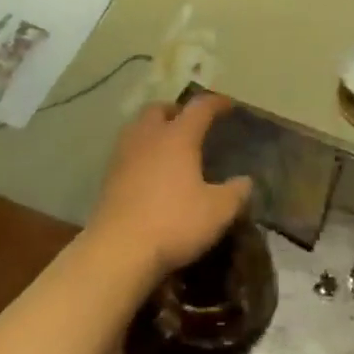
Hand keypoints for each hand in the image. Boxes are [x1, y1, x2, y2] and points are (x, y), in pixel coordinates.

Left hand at [85, 94, 252, 285]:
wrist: (118, 250)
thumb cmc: (174, 222)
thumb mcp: (217, 211)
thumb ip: (235, 193)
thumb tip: (245, 181)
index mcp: (178, 136)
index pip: (199, 108)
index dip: (216, 103)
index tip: (228, 105)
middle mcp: (148, 136)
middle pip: (159, 109)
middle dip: (176, 111)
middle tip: (190, 124)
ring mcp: (123, 155)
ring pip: (138, 127)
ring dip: (153, 129)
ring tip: (168, 146)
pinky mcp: (108, 176)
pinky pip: (127, 151)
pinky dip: (140, 152)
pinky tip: (149, 172)